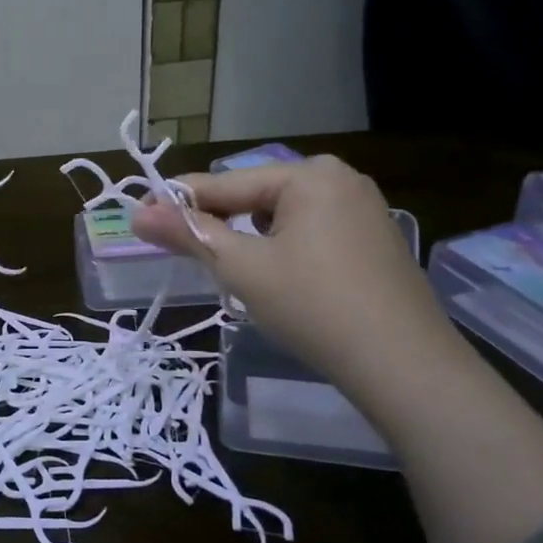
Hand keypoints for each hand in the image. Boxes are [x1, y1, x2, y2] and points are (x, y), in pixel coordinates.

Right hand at [130, 156, 464, 402]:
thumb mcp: (242, 268)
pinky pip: (312, 234)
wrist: (406, 367)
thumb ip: (189, 234)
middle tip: (186, 253)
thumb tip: (137, 214)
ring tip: (231, 273)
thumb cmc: (314, 306)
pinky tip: (279, 282)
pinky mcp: (375, 242)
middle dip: (220, 224)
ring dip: (251, 240)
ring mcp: (364, 210)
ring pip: (283, 218)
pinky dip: (284, 251)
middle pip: (256, 197)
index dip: (180, 203)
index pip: (226, 183)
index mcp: (309, 175)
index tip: (141, 218)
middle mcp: (340, 180)